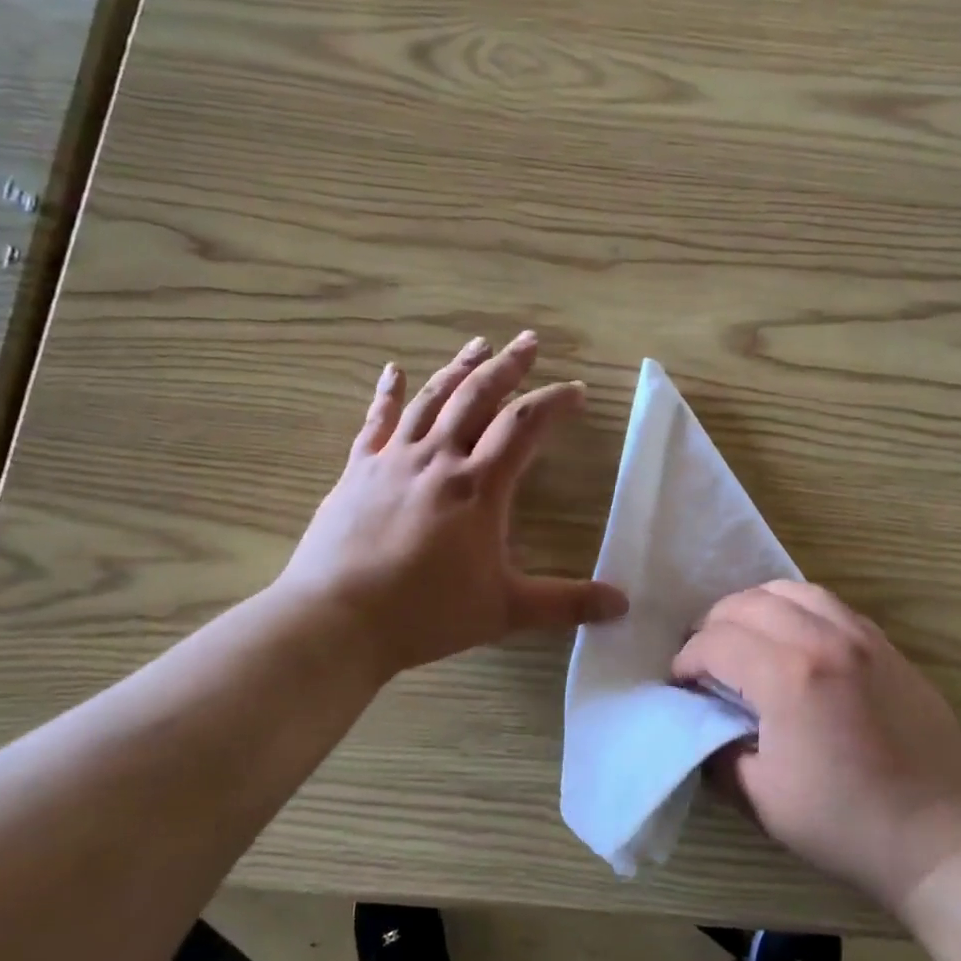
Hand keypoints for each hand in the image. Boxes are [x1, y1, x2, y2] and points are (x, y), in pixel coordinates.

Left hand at [279, 332, 626, 681]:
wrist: (335, 620)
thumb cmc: (426, 613)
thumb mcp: (505, 610)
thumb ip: (566, 603)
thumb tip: (624, 604)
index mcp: (478, 485)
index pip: (524, 426)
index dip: (554, 403)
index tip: (578, 391)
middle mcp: (438, 458)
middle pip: (478, 397)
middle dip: (508, 366)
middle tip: (529, 341)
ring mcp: (393, 460)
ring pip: (432, 400)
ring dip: (459, 368)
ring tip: (479, 344)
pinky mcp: (357, 471)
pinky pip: (375, 422)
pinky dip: (388, 393)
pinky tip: (393, 370)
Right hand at [672, 581, 960, 912]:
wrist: (945, 838)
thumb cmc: (848, 825)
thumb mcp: (763, 799)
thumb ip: (718, 752)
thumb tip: (701, 722)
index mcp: (790, 676)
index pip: (716, 642)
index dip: (687, 661)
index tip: (681, 685)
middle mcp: (824, 639)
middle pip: (748, 603)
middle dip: (713, 626)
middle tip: (705, 662)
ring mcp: (862, 636)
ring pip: (790, 590)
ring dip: (754, 608)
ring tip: (744, 640)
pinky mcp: (887, 644)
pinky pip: (828, 603)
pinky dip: (795, 609)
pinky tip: (793, 641)